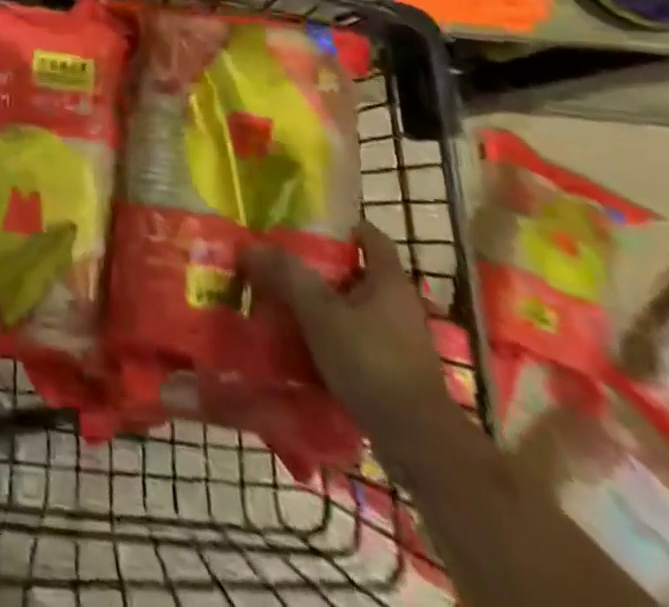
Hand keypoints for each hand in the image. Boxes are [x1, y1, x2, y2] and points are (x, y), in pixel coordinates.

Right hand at [245, 221, 451, 448]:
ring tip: (285, 308)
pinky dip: (333, 340)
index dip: (343, 227)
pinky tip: (304, 348)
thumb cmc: (371, 361)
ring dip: (325, 308)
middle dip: (322, 271)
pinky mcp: (396, 373)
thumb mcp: (319, 312)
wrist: (418, 442)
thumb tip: (251, 247)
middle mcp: (401, 306)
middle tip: (282, 268)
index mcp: (389, 281)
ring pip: (355, 311)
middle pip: (358, 275)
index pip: (370, 237)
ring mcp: (402, 342)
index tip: (308, 228)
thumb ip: (286, 276)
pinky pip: (357, 343)